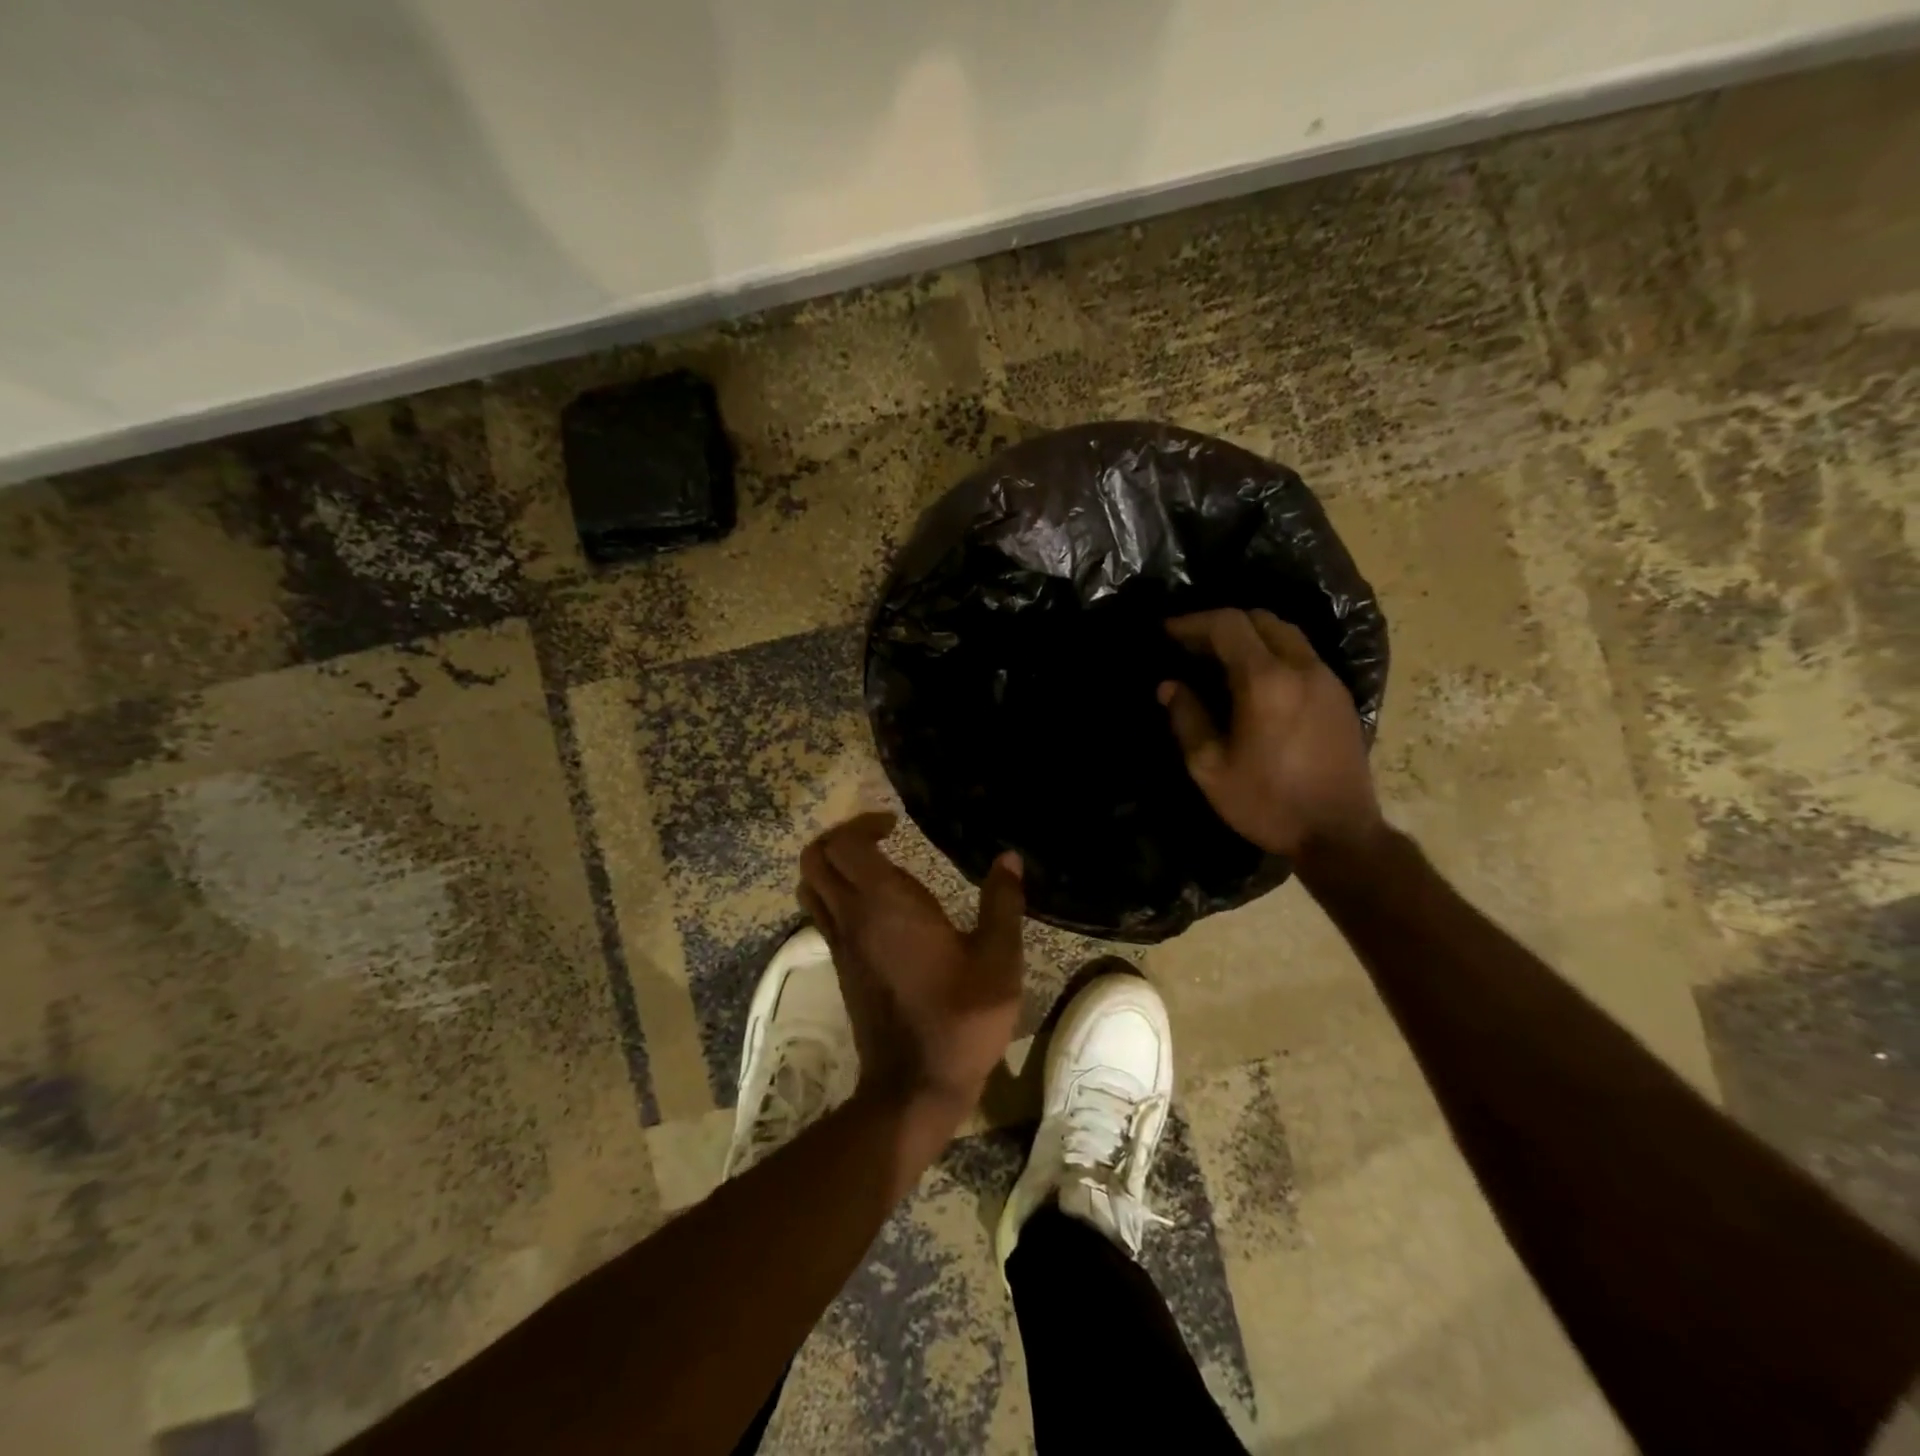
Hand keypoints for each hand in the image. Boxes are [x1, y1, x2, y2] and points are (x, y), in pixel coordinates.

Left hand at [798, 813, 1025, 1120]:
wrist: (915, 1084)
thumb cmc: (962, 1016)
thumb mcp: (999, 959)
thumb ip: (1003, 903)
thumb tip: (1008, 858)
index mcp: (886, 904)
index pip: (845, 844)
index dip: (862, 823)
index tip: (894, 824)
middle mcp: (852, 917)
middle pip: (815, 858)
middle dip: (840, 836)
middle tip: (878, 836)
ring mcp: (839, 943)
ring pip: (810, 885)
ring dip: (830, 864)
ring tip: (870, 863)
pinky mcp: (839, 965)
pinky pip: (819, 913)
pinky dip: (832, 892)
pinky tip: (873, 904)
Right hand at [1160, 609, 1384, 860]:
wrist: (1339, 834)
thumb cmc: (1267, 803)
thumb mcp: (1210, 768)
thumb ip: (1187, 719)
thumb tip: (1170, 686)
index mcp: (1265, 681)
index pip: (1228, 625)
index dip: (1193, 622)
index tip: (1167, 631)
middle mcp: (1301, 668)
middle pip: (1261, 619)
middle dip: (1222, 624)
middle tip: (1192, 645)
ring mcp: (1327, 679)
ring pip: (1286, 634)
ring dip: (1250, 636)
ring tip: (1220, 659)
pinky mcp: (1340, 695)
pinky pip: (1302, 654)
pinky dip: (1273, 652)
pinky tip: (1254, 680)